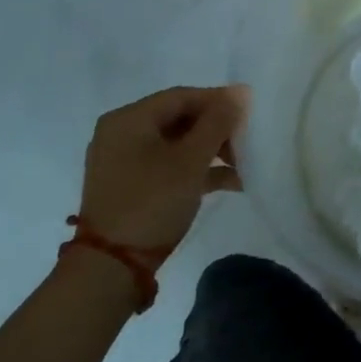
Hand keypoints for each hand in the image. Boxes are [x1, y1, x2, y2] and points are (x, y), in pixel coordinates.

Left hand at [76, 85, 247, 251]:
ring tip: (243, 166)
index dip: (219, 101)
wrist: (110, 270)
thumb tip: (241, 91)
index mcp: (129, 119)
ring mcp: (123, 162)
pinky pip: (168, 166)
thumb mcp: (191, 160)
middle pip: (180, 119)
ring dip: (211, 152)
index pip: (182, 97)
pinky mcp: (130, 187)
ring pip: (177, 144)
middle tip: (246, 143)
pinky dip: (195, 170)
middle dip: (217, 130)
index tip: (249, 114)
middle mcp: (121, 134)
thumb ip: (218, 122)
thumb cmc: (151, 202)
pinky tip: (229, 182)